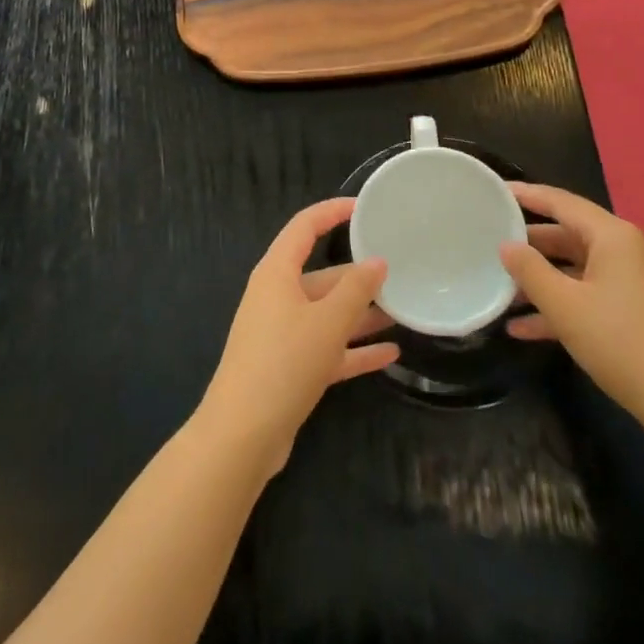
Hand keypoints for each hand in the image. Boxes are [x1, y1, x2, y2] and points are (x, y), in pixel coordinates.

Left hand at [194, 198, 397, 479]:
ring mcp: (282, 334)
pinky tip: (390, 354)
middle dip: (358, 275)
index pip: (305, 227)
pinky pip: (327, 348)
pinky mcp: (289, 368)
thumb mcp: (327, 322)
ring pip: (327, 314)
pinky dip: (354, 349)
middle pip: (322, 275)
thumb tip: (377, 262)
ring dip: (361, 314)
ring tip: (401, 310)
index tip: (365, 208)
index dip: (333, 212)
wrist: (242, 436)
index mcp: (277, 273)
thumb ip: (356, 290)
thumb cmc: (283, 362)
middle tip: (399, 271)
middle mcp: (277, 297)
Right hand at [500, 182, 643, 442]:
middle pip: (570, 234)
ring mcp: (635, 281)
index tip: (497, 190)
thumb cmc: (620, 344)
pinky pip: (591, 294)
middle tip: (492, 240)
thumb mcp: (564, 306)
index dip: (528, 195)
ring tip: (501, 286)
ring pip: (578, 267)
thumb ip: (530, 270)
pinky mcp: (637, 310)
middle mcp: (627, 250)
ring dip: (542, 278)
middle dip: (531, 242)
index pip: (562, 202)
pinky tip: (524, 327)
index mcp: (614, 237)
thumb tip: (507, 246)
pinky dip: (562, 303)